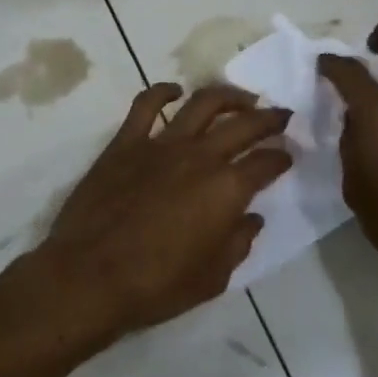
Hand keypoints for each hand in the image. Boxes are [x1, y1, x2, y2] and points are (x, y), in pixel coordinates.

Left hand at [17, 83, 292, 354]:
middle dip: (268, 118)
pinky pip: (145, 105)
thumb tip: (251, 219)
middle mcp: (200, 157)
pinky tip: (174, 91)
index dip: (281, 158)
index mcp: (227, 190)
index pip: (266, 164)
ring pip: (202, 103)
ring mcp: (161, 144)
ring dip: (228, 96)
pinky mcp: (125, 143)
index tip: (287, 156)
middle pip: (243, 124)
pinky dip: (162, 91)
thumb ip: (238, 243)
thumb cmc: (156, 285)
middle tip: (280, 115)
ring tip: (241, 98)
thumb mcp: (213, 278)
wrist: (90, 276)